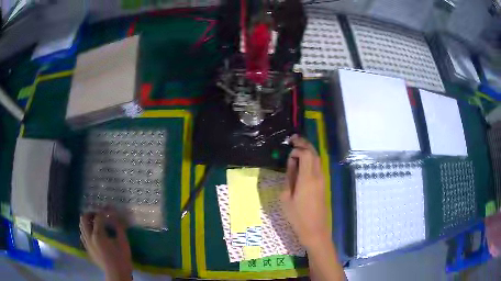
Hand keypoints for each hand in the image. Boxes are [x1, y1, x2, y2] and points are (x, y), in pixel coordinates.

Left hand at [80, 208, 132, 280]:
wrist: (116, 274)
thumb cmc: (121, 259)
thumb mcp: (123, 242)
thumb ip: (119, 228)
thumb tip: (116, 217)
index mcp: (98, 235)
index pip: (98, 217)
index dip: (104, 211)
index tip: (109, 209)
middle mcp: (89, 237)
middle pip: (84, 219)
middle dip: (90, 213)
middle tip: (98, 214)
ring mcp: (87, 243)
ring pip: (81, 226)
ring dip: (87, 222)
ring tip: (95, 223)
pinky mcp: (87, 249)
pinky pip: (83, 235)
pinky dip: (86, 230)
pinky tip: (93, 233)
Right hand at [280, 135, 329, 248]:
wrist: (315, 229)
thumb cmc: (297, 216)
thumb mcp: (286, 197)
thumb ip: (289, 177)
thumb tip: (291, 162)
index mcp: (307, 178)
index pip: (306, 154)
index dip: (297, 149)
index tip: (287, 152)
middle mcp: (317, 176)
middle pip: (314, 153)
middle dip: (304, 143)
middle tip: (293, 139)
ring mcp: (322, 180)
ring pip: (317, 158)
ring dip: (308, 150)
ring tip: (297, 147)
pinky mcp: (323, 184)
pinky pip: (318, 166)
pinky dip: (311, 159)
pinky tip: (303, 161)